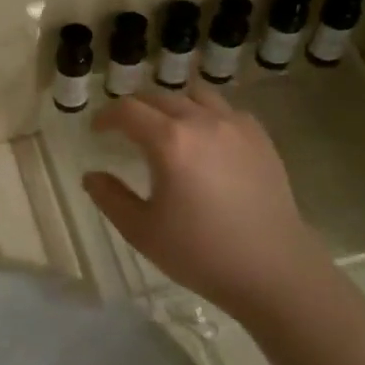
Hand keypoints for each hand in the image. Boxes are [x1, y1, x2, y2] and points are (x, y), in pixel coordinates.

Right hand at [83, 84, 333, 321]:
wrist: (272, 269)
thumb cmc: (200, 253)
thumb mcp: (142, 231)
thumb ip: (110, 198)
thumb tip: (91, 176)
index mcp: (169, 141)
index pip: (128, 111)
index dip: (106, 116)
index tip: (96, 130)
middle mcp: (202, 121)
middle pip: (159, 97)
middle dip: (135, 108)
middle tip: (124, 129)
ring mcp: (235, 126)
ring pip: (195, 96)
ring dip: (172, 105)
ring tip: (166, 128)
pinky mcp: (260, 137)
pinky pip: (225, 110)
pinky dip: (206, 114)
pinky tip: (205, 140)